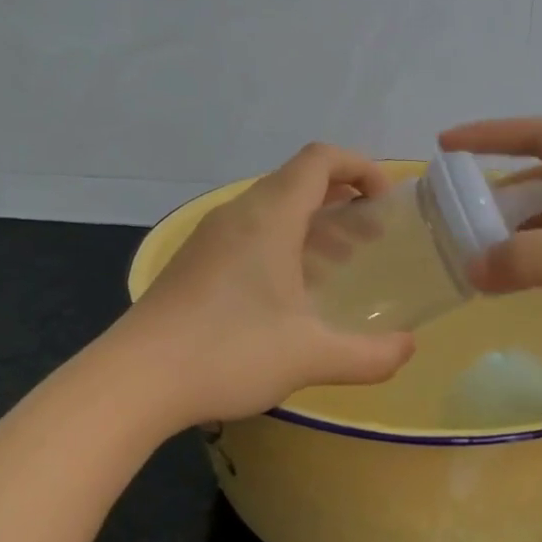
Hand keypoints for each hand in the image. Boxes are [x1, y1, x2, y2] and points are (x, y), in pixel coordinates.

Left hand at [123, 143, 415, 422]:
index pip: (321, 159)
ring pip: (274, 207)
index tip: (386, 201)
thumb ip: (370, 355)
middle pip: (299, 180)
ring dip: (315, 223)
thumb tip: (408, 349)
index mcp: (270, 217)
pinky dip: (285, 243)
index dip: (361, 167)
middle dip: (344, 199)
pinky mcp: (196, 261)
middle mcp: (240, 214)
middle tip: (373, 236)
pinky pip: (252, 232)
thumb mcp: (311, 357)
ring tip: (343, 262)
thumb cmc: (229, 353)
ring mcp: (212, 236)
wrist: (133, 381)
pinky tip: (294, 291)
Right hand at [440, 117, 541, 369]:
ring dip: (518, 230)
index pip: (539, 136)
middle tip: (456, 213)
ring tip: (477, 250)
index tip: (446, 145)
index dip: (491, 134)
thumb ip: (536, 259)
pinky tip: (519, 279)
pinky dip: (540, 261)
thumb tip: (472, 269)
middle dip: (498, 189)